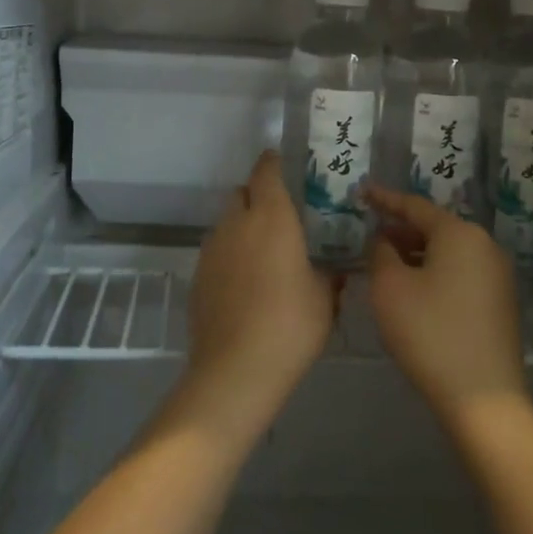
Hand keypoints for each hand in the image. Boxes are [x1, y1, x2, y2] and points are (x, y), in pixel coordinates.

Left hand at [183, 152, 337, 431]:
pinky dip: (230, 255)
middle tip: (280, 216)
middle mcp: (236, 223)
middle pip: (241, 193)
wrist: (235, 370)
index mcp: (271, 217)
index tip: (283, 163)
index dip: (273, 163)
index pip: (266, 171)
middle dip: (257, 196)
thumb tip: (335, 269)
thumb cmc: (290, 326)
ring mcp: (212, 249)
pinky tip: (245, 284)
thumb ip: (329, 275)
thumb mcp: (324, 299)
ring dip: (242, 227)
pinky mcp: (197, 276)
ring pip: (226, 223)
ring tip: (264, 254)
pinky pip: (216, 251)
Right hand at [363, 184, 526, 433]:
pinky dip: (435, 274)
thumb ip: (381, 252)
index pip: (414, 206)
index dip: (384, 199)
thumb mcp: (389, 287)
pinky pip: (460, 273)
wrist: (483, 400)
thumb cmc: (429, 333)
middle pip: (434, 227)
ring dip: (416, 254)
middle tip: (370, 237)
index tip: (362, 192)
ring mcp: (497, 275)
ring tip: (387, 265)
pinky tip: (414, 292)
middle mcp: (484, 245)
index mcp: (460, 233)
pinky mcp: (500, 303)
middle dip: (400, 230)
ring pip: (448, 252)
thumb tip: (386, 241)